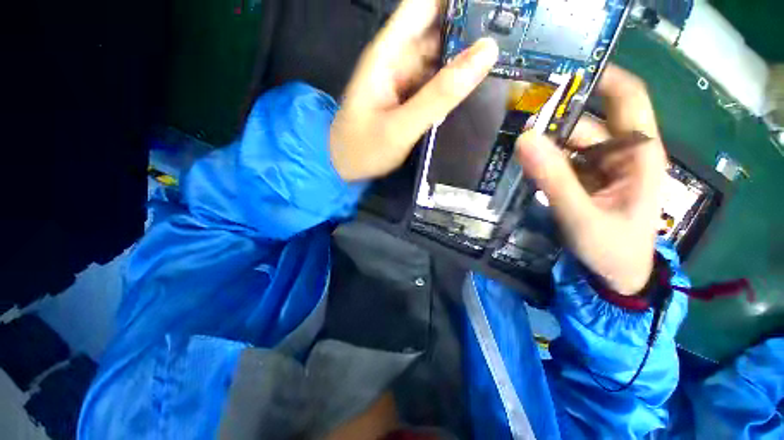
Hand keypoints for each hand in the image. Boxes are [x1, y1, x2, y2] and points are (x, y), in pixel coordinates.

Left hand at [330, 0, 498, 181]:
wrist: (344, 167)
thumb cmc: (363, 149)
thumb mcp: (400, 127)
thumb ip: (439, 94)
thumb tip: (486, 52)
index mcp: (389, 53)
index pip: (426, 3)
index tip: (499, 3)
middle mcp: (399, 59)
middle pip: (440, 28)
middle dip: (474, 27)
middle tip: (519, 35)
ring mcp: (405, 80)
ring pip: (442, 57)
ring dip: (469, 57)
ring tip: (511, 57)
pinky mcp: (410, 99)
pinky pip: (437, 83)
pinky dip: (456, 83)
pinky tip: (479, 86)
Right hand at [516, 65, 666, 295]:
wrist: (614, 277)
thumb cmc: (611, 249)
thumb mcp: (581, 215)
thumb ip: (553, 178)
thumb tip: (524, 138)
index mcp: (637, 153)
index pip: (626, 97)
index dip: (598, 78)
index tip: (557, 74)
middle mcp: (620, 152)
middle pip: (585, 121)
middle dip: (552, 117)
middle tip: (512, 116)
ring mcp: (600, 167)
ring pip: (569, 142)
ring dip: (542, 141)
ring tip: (509, 139)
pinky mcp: (584, 181)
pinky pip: (561, 161)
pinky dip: (541, 159)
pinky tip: (520, 162)